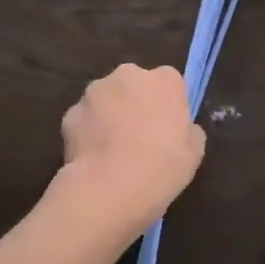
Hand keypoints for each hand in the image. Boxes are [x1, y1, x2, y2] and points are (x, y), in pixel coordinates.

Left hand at [59, 64, 204, 239]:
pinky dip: (88, 133)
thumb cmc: (163, 166)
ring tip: (113, 150)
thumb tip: (181, 128)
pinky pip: (84, 120)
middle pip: (135, 84)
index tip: (168, 127)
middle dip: (136, 103)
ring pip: (106, 99)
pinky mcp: (70, 114)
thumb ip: (188, 130)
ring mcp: (95, 92)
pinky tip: (94, 158)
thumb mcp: (194, 151)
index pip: (170, 82)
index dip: (168, 104)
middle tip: (141, 136)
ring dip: (110, 115)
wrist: (110, 188)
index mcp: (165, 80)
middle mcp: (129, 75)